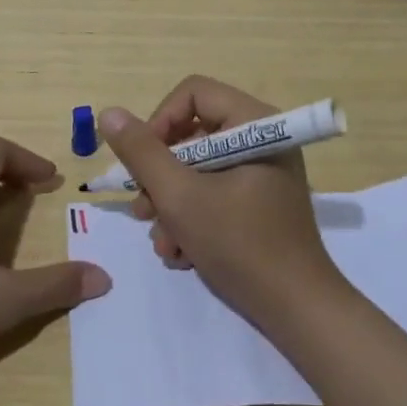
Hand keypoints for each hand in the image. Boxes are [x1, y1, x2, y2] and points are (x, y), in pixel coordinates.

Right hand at [99, 76, 346, 326]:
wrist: (297, 312)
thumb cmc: (241, 245)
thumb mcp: (181, 197)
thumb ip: (142, 153)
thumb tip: (109, 113)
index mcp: (255, 123)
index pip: (193, 93)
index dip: (160, 121)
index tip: (142, 163)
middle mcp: (261, 138)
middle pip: (192, 133)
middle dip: (161, 175)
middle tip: (144, 210)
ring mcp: (262, 171)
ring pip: (198, 167)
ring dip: (171, 204)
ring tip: (164, 242)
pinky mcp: (259, 200)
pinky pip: (214, 191)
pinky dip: (192, 218)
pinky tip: (182, 253)